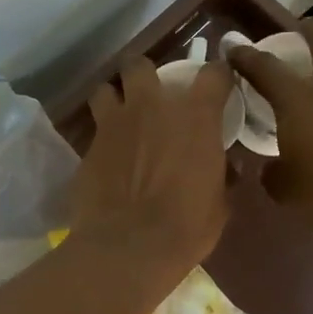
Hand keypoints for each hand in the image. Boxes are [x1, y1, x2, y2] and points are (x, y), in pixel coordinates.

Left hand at [71, 56, 233, 273]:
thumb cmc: (185, 227)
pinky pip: (93, 129)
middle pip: (141, 66)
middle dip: (145, 76)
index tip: (218, 86)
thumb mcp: (219, 203)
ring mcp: (113, 124)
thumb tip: (226, 168)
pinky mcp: (87, 147)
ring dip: (113, 99)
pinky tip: (106, 156)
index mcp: (195, 116)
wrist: (128, 247)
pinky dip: (101, 137)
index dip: (217, 76)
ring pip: (105, 89)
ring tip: (120, 119)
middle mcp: (151, 107)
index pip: (213, 74)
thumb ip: (221, 174)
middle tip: (151, 98)